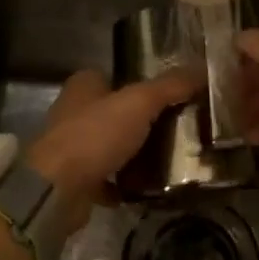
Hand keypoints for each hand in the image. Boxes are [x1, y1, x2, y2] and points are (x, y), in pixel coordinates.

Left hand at [25, 67, 198, 227]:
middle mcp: (73, 112)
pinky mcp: (75, 179)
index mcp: (83, 86)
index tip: (173, 96)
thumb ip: (169, 86)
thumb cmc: (95, 135)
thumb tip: (202, 69)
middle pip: (115, 112)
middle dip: (142, 121)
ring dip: (133, 153)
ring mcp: (72, 148)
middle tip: (178, 129)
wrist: (57, 190)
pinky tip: (149, 189)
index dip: (142, 84)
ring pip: (111, 145)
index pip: (116, 76)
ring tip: (170, 159)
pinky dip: (124, 183)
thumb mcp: (139, 103)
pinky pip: (107, 178)